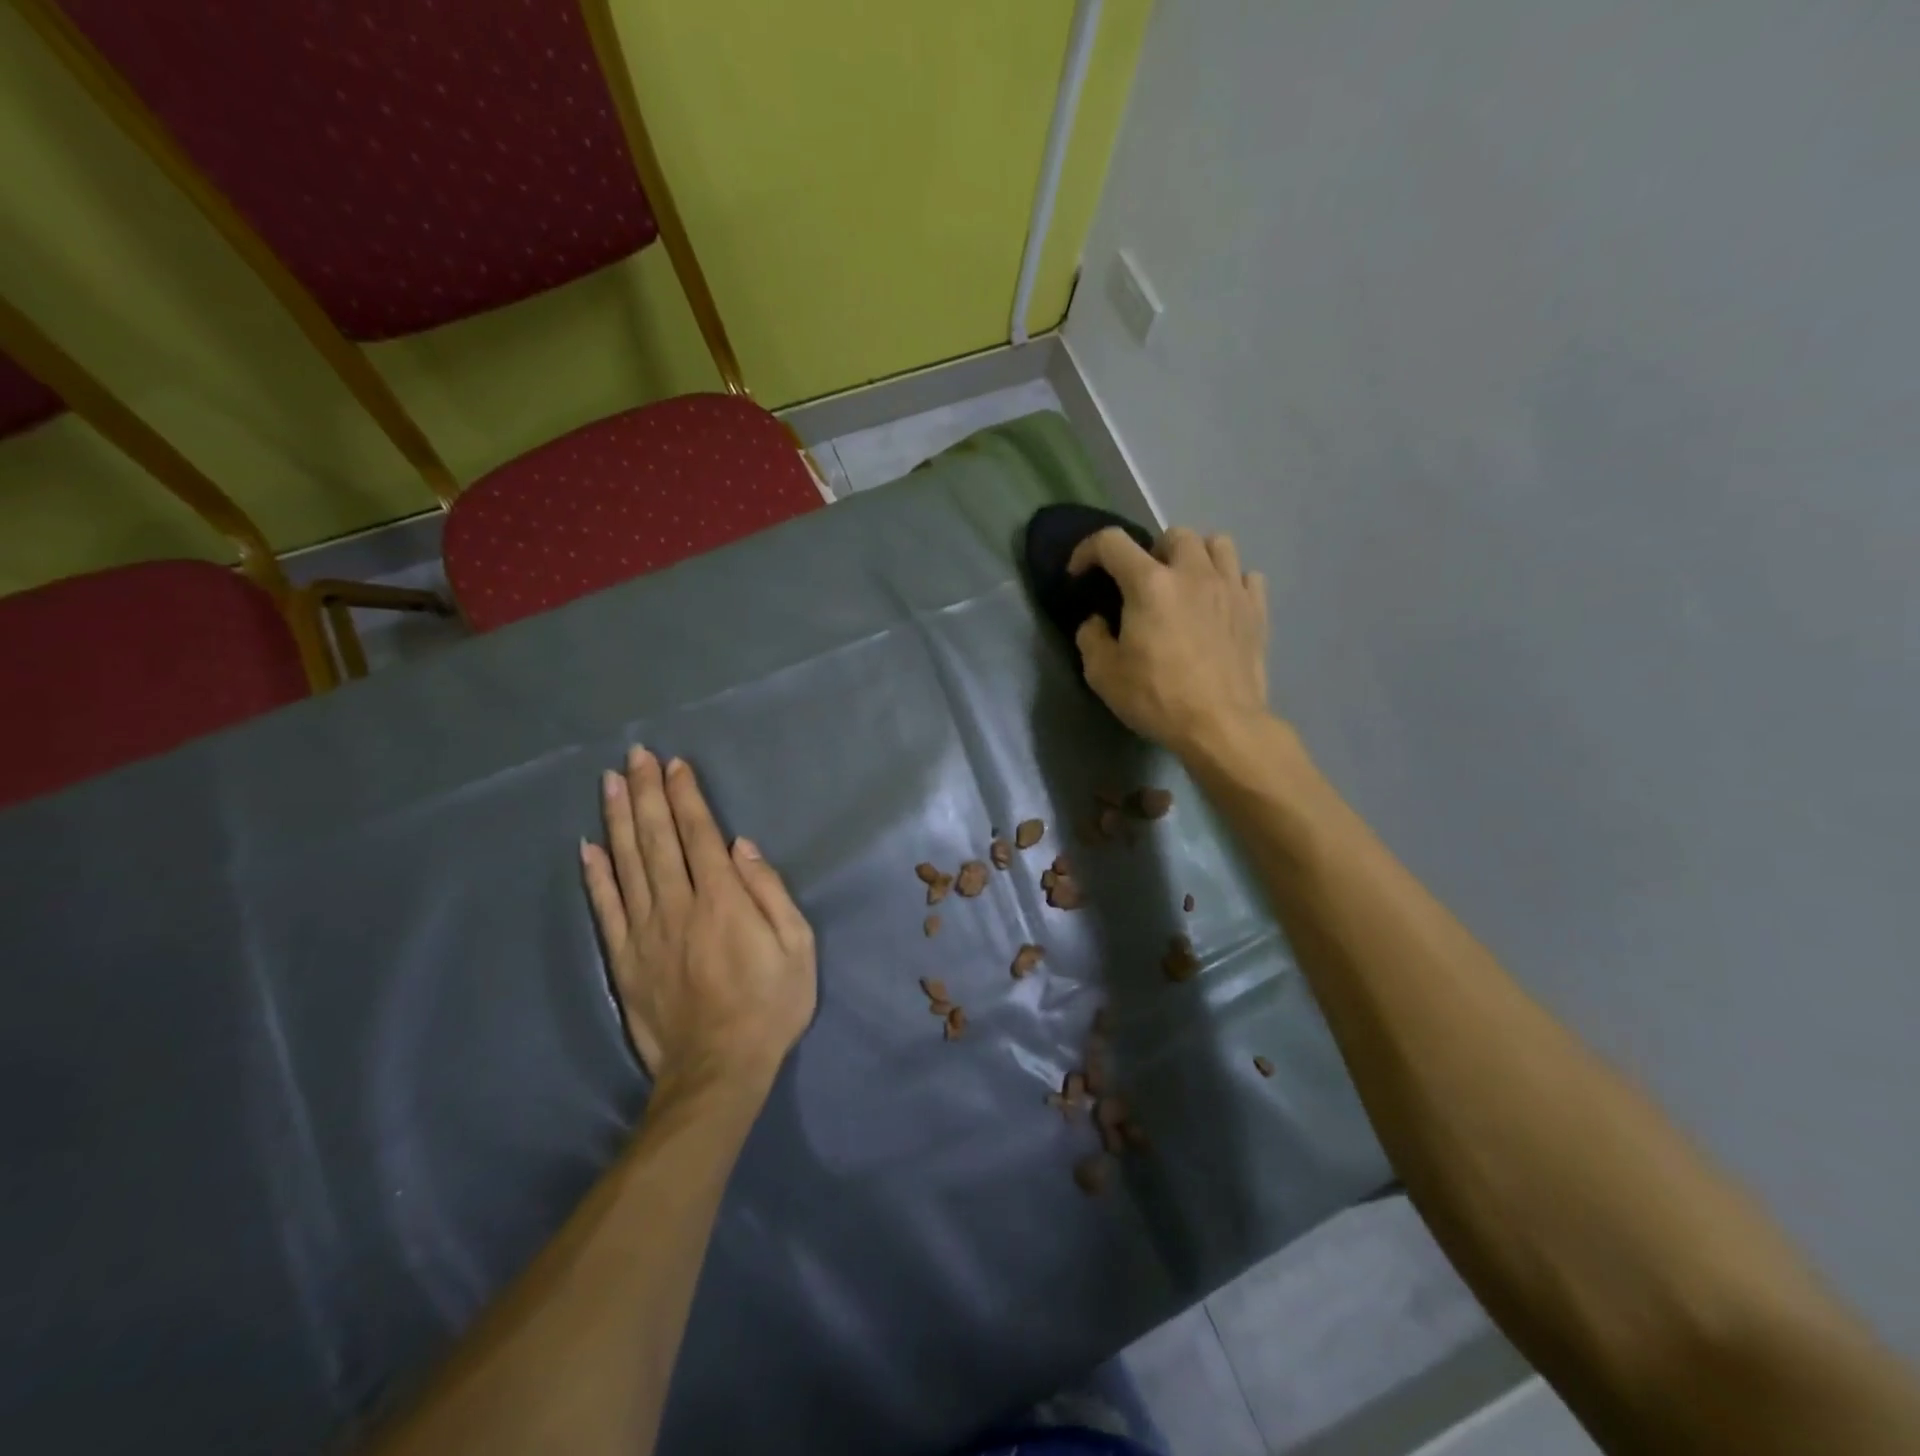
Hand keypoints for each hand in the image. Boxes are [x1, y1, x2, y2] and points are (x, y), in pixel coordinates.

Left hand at [580, 747, 816, 1089]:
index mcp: (722, 900)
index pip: (699, 834)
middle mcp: (678, 905)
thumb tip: (742, 847)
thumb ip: (770, 893)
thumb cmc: (770, 1005)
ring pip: (627, 863)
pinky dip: (595, 875)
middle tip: (636, 755)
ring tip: (610, 782)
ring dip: (617, 819)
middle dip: (646, 792)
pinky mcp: (624, 958)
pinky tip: (587, 847)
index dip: (685, 796)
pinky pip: (605, 908)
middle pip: (657, 838)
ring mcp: (645, 931)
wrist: (718, 1068)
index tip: (675, 765)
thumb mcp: (797, 947)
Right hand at [1070, 526, 1271, 756]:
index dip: (1088, 550)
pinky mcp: (1257, 609)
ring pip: (1217, 544)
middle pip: (1173, 535)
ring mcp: (1231, 587)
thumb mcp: (1104, 675)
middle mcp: (1193, 573)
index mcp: (1149, 584)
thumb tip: (1097, 621)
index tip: (1080, 573)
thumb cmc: (1157, 699)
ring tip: (1186, 584)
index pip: (1112, 542)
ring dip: (1196, 557)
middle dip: (1152, 551)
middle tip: (1143, 583)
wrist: (1222, 726)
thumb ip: (1092, 638)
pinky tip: (1219, 604)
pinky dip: (1230, 581)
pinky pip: (1247, 575)